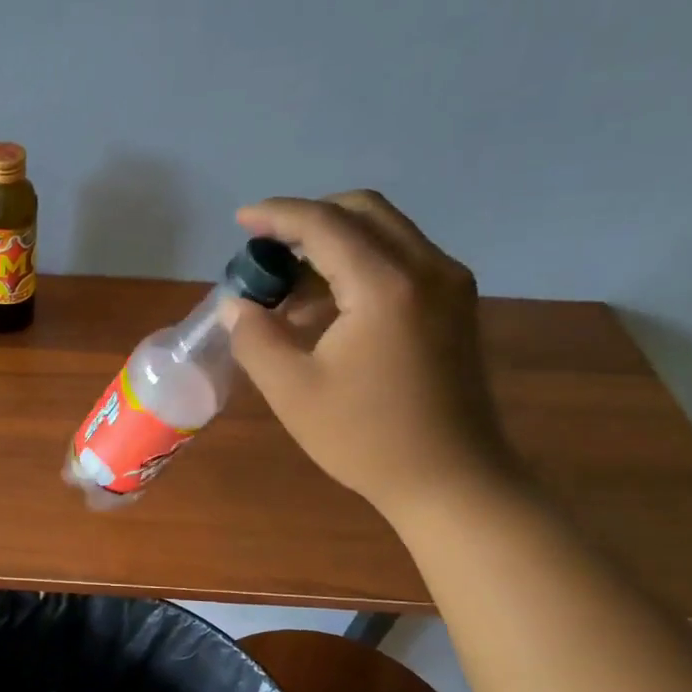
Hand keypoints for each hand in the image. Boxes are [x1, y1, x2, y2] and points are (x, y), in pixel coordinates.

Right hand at [225, 191, 515, 520]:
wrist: (451, 479)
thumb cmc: (365, 438)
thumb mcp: (292, 391)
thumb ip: (255, 337)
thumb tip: (236, 304)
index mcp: (385, 285)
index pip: (324, 224)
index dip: (277, 215)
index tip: (240, 220)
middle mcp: (426, 268)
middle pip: (363, 212)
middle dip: (308, 220)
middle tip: (266, 250)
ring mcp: (449, 284)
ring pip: (384, 232)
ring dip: (333, 243)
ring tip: (289, 288)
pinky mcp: (455, 304)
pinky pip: (401, 259)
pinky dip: (359, 264)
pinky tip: (327, 306)